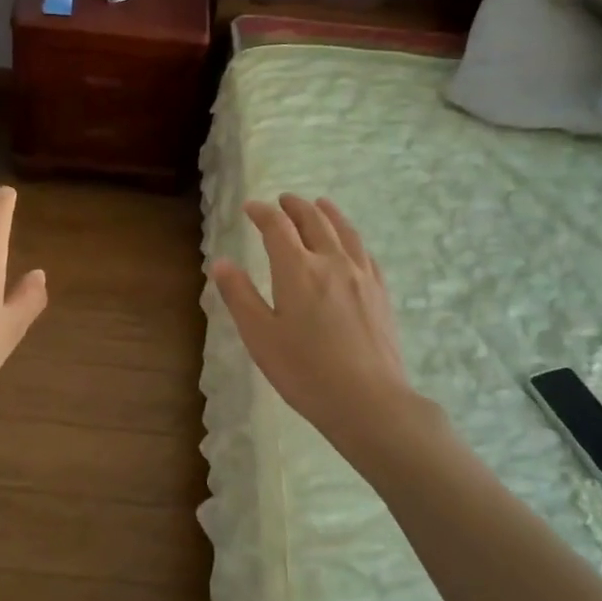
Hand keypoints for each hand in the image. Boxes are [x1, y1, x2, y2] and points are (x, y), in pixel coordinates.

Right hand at [211, 195, 438, 452]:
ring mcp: (361, 276)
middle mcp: (331, 262)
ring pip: (345, 232)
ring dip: (328, 213)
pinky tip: (351, 245)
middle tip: (283, 200)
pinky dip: (352, 238)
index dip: (262, 213)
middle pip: (314, 221)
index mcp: (297, 270)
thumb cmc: (304, 371)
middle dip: (295, 207)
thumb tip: (221, 262)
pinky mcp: (381, 293)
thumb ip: (239, 296)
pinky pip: (366, 253)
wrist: (368, 400)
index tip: (251, 208)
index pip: (277, 228)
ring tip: (320, 204)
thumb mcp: (259, 336)